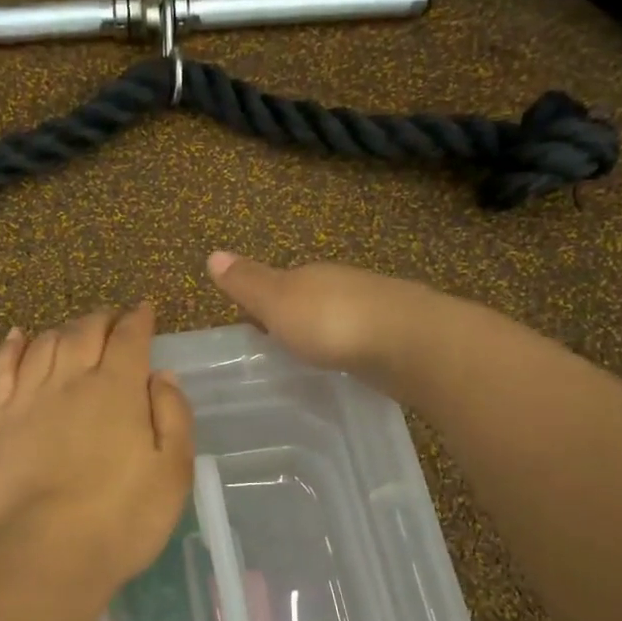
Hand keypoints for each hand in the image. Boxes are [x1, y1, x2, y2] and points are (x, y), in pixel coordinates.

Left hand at [0, 302, 194, 592]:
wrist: (46, 552)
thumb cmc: (122, 518)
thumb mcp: (173, 471)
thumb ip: (172, 415)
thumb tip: (161, 375)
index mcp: (117, 389)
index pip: (129, 337)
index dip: (138, 319)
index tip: (144, 309)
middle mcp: (71, 380)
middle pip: (84, 331)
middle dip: (102, 318)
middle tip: (112, 320)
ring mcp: (27, 397)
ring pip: (44, 343)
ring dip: (63, 329)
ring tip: (74, 332)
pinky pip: (1, 368)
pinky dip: (12, 346)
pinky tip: (18, 336)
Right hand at [205, 251, 429, 381]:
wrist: (409, 342)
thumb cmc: (331, 322)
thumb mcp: (276, 302)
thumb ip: (247, 283)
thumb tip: (212, 254)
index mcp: (309, 275)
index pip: (278, 284)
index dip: (261, 303)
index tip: (249, 327)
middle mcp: (341, 285)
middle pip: (309, 299)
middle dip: (293, 318)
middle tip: (276, 348)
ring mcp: (373, 309)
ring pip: (337, 318)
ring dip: (323, 334)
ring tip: (308, 360)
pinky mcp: (396, 336)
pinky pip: (361, 340)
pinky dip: (348, 349)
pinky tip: (345, 366)